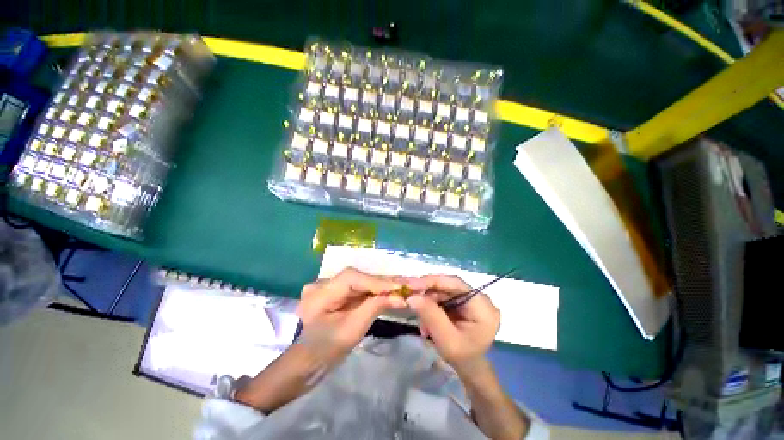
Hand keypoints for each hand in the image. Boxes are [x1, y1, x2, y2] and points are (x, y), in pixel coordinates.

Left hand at [297, 268, 405, 356]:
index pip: (352, 278)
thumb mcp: (353, 329)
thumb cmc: (327, 350)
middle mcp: (323, 283)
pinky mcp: (337, 290)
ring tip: (404, 285)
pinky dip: (374, 289)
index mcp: (320, 293)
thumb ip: (375, 307)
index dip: (376, 282)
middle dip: (383, 282)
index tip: (399, 287)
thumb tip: (400, 297)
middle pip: (358, 277)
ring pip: (361, 281)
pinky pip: (358, 287)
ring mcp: (329, 285)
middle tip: (407, 283)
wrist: (309, 361)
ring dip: (382, 284)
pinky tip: (390, 289)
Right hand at [405, 275, 499, 372]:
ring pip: (441, 291)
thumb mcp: (446, 340)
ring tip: (420, 323)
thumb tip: (412, 296)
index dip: (432, 281)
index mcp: (482, 305)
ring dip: (426, 303)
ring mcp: (468, 298)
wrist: (469, 368)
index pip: (455, 283)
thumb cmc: (463, 357)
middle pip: (447, 286)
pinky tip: (425, 322)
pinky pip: (441, 297)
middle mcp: (477, 297)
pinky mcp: (460, 302)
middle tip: (408, 298)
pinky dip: (429, 307)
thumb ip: (431, 316)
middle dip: (426, 293)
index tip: (411, 285)